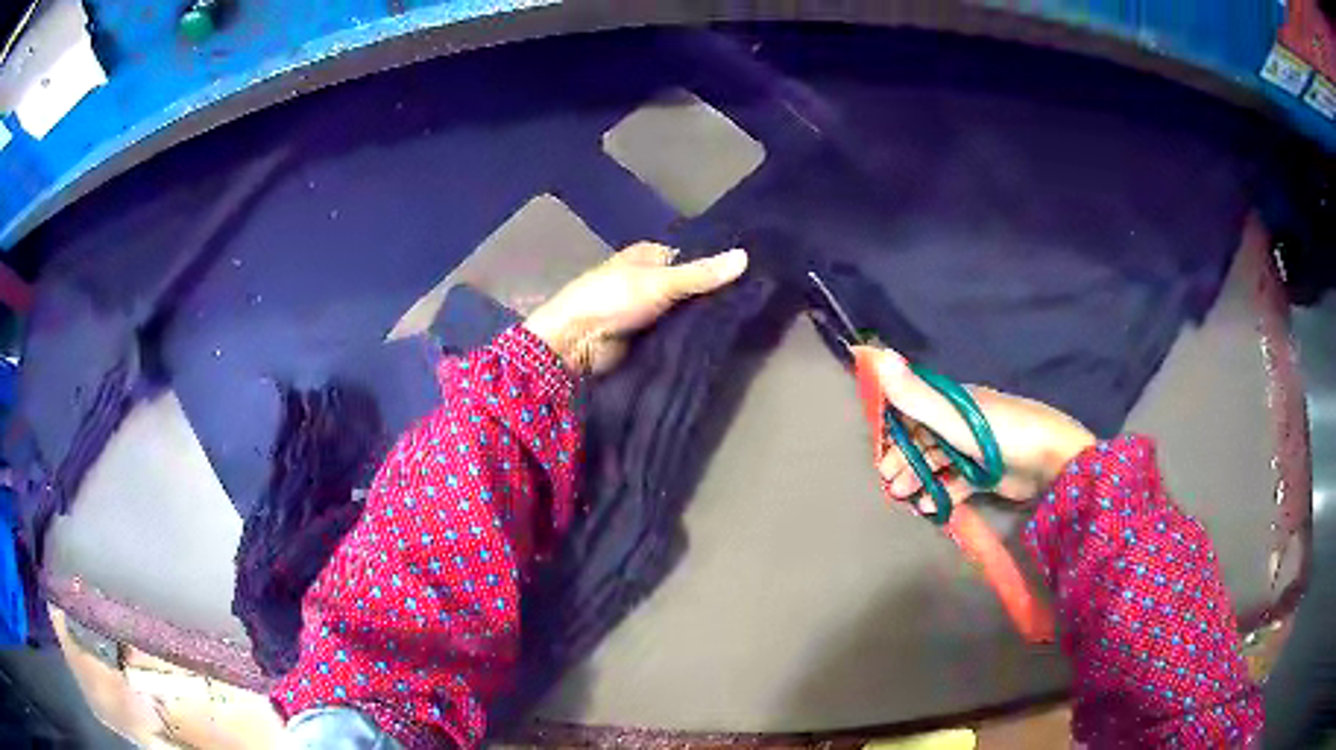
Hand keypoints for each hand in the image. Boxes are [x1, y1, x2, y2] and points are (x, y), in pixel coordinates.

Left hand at [523, 242, 748, 374]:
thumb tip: (745, 256)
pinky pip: (673, 334)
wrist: (575, 342)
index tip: (750, 277)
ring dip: (702, 319)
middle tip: (752, 303)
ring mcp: (646, 310)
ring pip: (683, 312)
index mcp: (648, 255)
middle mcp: (648, 280)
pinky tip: (717, 342)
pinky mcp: (644, 337)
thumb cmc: (612, 299)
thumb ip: (701, 274)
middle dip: (712, 296)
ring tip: (744, 322)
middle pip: (688, 286)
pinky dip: (689, 337)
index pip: (691, 257)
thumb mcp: (661, 282)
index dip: (716, 266)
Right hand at [863, 347, 1095, 508]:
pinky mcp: (986, 474)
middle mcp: (961, 422)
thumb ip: (914, 395)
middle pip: (924, 439)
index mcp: (953, 402)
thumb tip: (875, 353)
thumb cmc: (1001, 433)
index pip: (914, 408)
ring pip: (938, 462)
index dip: (894, 428)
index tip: (879, 450)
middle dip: (904, 460)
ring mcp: (975, 450)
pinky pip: (957, 482)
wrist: (1051, 461)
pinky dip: (943, 493)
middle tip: (890, 483)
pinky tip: (932, 507)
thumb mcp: (954, 417)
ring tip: (907, 499)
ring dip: (920, 479)